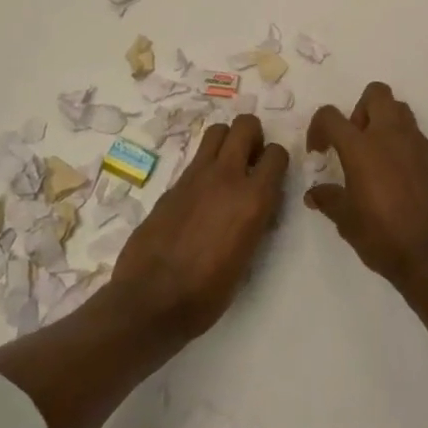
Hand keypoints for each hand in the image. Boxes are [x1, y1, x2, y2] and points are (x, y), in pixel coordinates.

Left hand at [111, 115, 288, 341]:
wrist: (150, 301)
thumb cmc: (207, 293)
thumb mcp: (248, 258)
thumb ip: (255, 220)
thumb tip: (257, 205)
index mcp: (253, 198)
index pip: (277, 153)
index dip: (276, 162)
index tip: (272, 177)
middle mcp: (226, 176)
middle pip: (245, 125)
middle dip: (253, 136)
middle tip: (250, 161)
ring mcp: (195, 176)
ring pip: (217, 131)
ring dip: (227, 142)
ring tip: (226, 168)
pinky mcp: (172, 185)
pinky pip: (196, 160)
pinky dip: (204, 167)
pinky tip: (200, 196)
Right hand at [305, 82, 427, 293]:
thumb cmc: (383, 236)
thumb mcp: (346, 221)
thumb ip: (329, 199)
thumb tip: (314, 193)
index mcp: (362, 147)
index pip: (331, 116)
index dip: (319, 127)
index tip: (319, 151)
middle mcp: (391, 135)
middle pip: (376, 93)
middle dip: (360, 109)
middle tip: (355, 141)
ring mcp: (418, 144)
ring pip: (401, 110)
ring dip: (385, 123)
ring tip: (377, 157)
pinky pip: (417, 138)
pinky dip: (404, 146)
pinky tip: (400, 178)